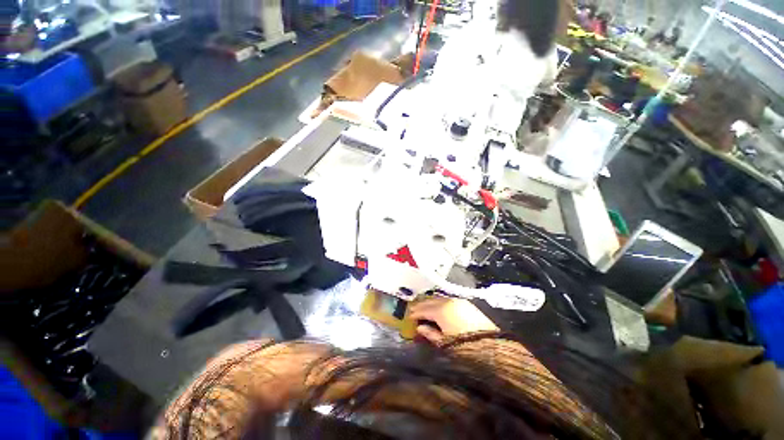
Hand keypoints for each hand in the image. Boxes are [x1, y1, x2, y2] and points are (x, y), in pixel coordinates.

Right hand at [409, 297, 498, 343]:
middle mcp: (448, 302)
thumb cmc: (465, 347)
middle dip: (421, 306)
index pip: (423, 309)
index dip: (415, 313)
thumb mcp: (445, 343)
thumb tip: (419, 328)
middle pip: (430, 301)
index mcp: (441, 310)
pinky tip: (438, 309)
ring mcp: (458, 301)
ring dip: (430, 303)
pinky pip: (448, 300)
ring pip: (439, 299)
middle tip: (414, 311)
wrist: (493, 347)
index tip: (408, 317)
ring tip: (424, 310)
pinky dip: (440, 303)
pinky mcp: (466, 303)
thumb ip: (430, 334)